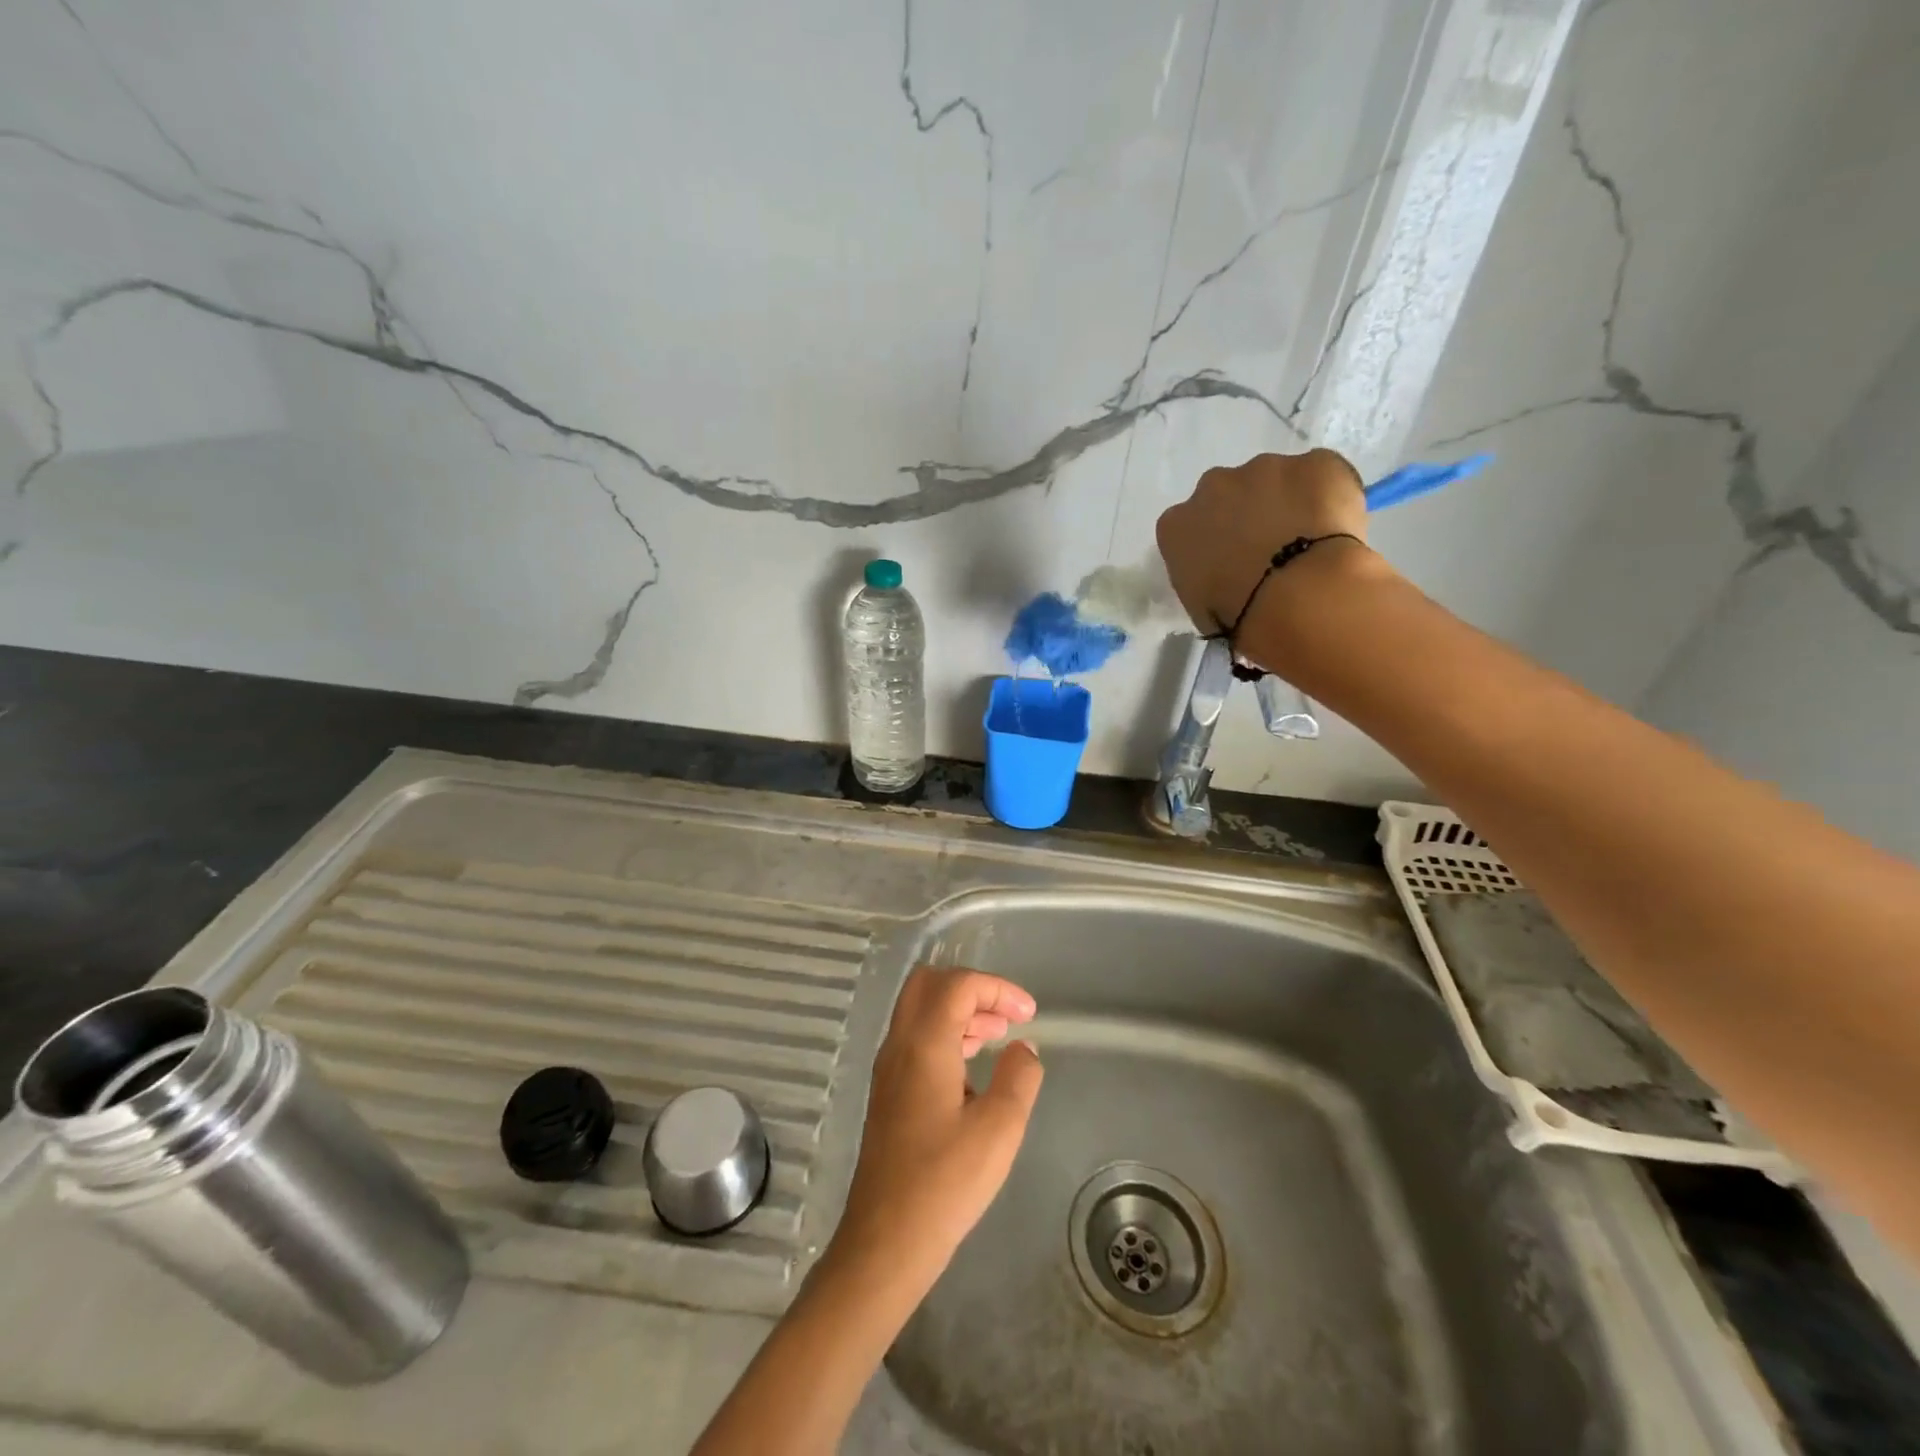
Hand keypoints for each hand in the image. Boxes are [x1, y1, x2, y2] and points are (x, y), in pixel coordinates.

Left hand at [827, 968, 1042, 1292]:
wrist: (885, 1242)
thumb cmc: (945, 1183)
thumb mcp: (999, 1129)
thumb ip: (1019, 1078)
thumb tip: (1024, 1048)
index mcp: (924, 1043)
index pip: (958, 984)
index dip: (997, 988)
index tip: (1029, 1014)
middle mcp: (899, 1044)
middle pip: (930, 984)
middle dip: (972, 990)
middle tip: (1007, 1018)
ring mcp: (888, 1067)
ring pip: (920, 1010)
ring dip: (959, 1011)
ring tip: (997, 1038)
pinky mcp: (887, 1091)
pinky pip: (915, 1038)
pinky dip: (945, 1034)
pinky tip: (971, 1070)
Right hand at [1155, 448, 1370, 633]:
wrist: (1299, 597)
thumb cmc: (1240, 614)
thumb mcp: (1201, 606)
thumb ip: (1205, 576)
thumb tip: (1225, 574)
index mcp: (1176, 525)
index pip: (1188, 527)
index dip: (1213, 543)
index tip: (1230, 564)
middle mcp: (1213, 486)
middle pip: (1228, 494)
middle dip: (1246, 514)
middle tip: (1271, 550)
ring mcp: (1265, 468)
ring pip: (1276, 480)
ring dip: (1288, 502)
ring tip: (1310, 540)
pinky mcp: (1315, 461)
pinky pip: (1321, 474)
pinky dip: (1328, 494)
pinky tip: (1336, 526)